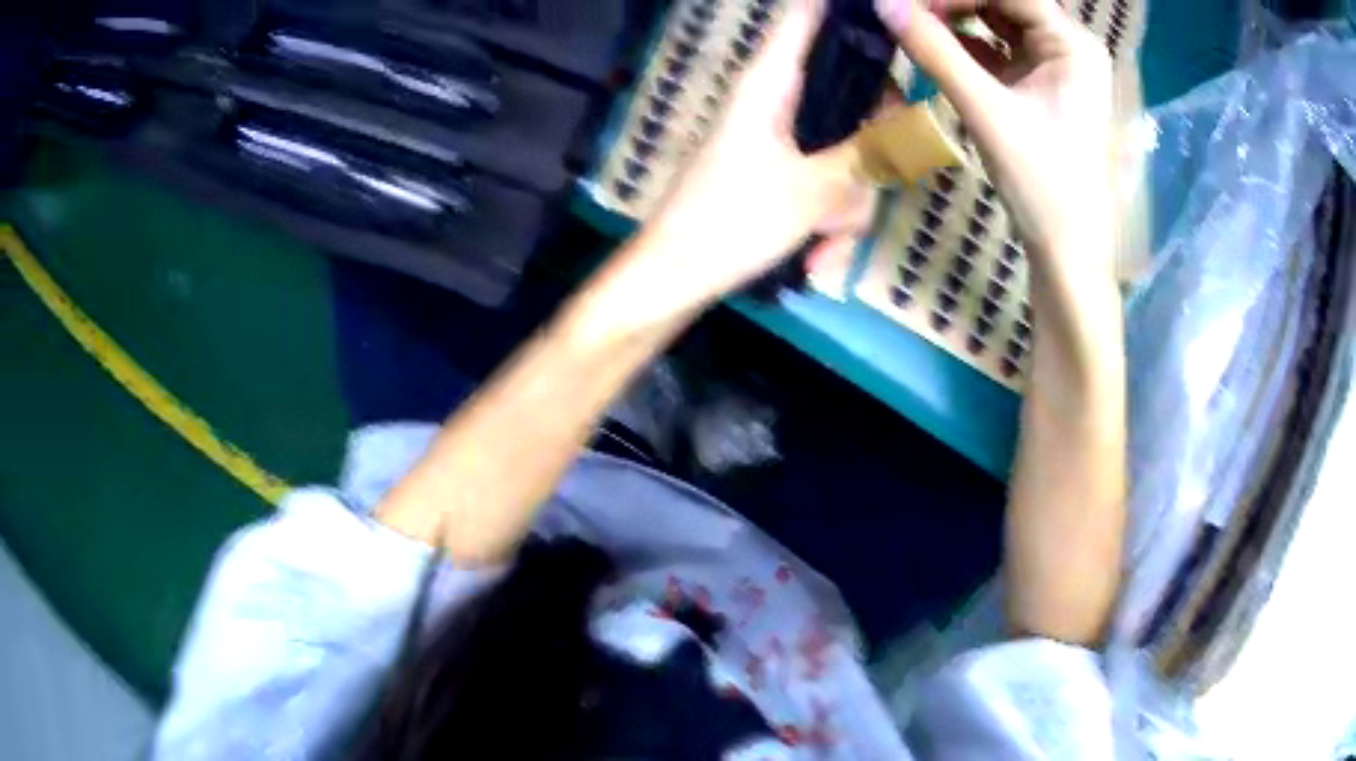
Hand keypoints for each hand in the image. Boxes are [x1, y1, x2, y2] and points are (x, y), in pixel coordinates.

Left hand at [626, 0, 873, 311]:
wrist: (672, 280)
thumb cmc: (729, 223)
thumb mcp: (811, 191)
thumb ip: (870, 156)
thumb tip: (920, 126)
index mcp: (771, 82)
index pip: (808, 16)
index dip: (848, 12)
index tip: (892, 24)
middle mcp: (778, 101)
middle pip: (851, 94)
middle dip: (873, 145)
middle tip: (887, 172)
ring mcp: (780, 140)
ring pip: (846, 151)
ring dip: (847, 205)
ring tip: (823, 244)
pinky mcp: (780, 174)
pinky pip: (826, 185)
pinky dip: (829, 222)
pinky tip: (814, 259)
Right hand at [876, 0, 1114, 271]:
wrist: (1066, 250)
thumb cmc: (1042, 183)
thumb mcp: (987, 112)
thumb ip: (935, 53)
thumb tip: (883, 5)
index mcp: (1072, 45)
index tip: (904, 2)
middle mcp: (1068, 47)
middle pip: (1003, 2)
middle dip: (953, 4)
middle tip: (904, 11)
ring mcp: (1055, 67)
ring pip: (998, 22)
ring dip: (956, 20)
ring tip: (913, 24)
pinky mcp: (1040, 87)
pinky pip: (998, 50)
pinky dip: (966, 46)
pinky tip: (933, 46)